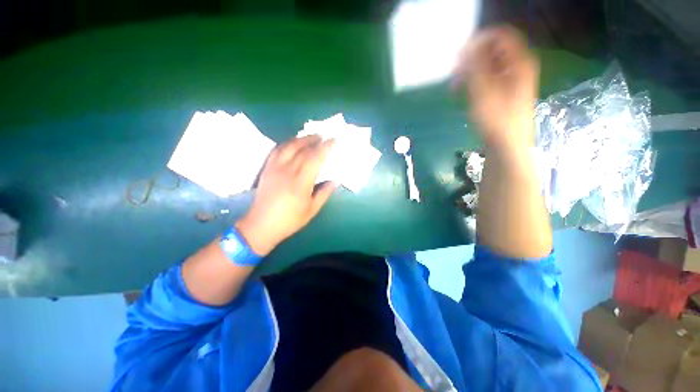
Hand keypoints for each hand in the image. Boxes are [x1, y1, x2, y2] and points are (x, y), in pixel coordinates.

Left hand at [236, 136, 335, 255]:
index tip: (333, 140)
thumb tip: (334, 181)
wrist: (261, 225)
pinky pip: (276, 151)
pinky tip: (292, 144)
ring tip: (310, 137)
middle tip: (323, 136)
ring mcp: (275, 168)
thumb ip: (324, 193)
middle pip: (302, 149)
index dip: (325, 147)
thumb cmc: (289, 220)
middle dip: (314, 140)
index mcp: (300, 182)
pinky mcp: (267, 169)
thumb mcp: (312, 210)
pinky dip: (286, 144)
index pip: (315, 158)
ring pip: (288, 146)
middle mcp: (287, 171)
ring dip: (301, 139)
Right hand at [454, 26, 539, 150]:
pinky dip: (475, 82)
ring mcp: (512, 81)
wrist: (506, 146)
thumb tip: (468, 46)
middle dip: (472, 58)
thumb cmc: (495, 119)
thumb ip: (475, 66)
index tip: (459, 56)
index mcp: (518, 62)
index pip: (500, 35)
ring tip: (455, 87)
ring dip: (471, 72)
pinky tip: (464, 93)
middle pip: (494, 50)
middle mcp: (518, 67)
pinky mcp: (505, 93)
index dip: (479, 41)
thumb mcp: (483, 91)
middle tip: (455, 74)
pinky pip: (489, 79)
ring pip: (490, 65)